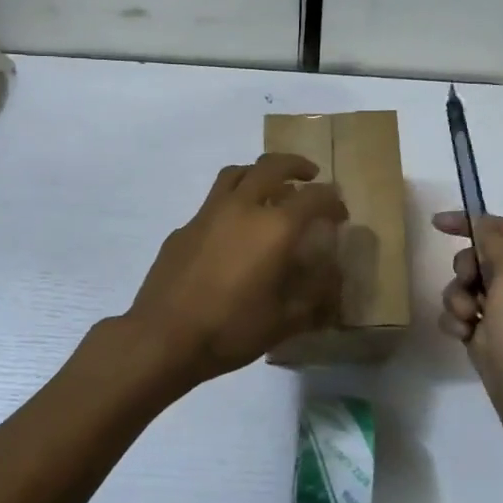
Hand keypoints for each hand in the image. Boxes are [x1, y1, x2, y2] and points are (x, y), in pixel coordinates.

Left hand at [124, 154, 348, 387]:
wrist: (163, 337)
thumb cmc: (231, 330)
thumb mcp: (285, 320)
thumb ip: (315, 293)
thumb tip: (332, 273)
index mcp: (274, 228)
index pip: (314, 198)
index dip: (332, 201)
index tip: (340, 213)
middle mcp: (241, 208)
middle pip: (272, 166)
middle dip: (296, 166)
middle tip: (310, 176)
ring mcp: (207, 214)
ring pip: (236, 173)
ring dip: (259, 173)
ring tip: (269, 188)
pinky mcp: (183, 228)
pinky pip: (212, 202)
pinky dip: (231, 203)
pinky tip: (232, 231)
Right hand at [433, 211, 502, 439]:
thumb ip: (498, 242)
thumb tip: (482, 222)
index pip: (496, 228)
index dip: (468, 222)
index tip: (436, 225)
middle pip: (474, 258)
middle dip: (462, 270)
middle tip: (470, 288)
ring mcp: (499, 312)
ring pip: (460, 288)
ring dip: (455, 300)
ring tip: (468, 322)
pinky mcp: (484, 336)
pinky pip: (456, 316)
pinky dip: (455, 323)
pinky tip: (464, 338)